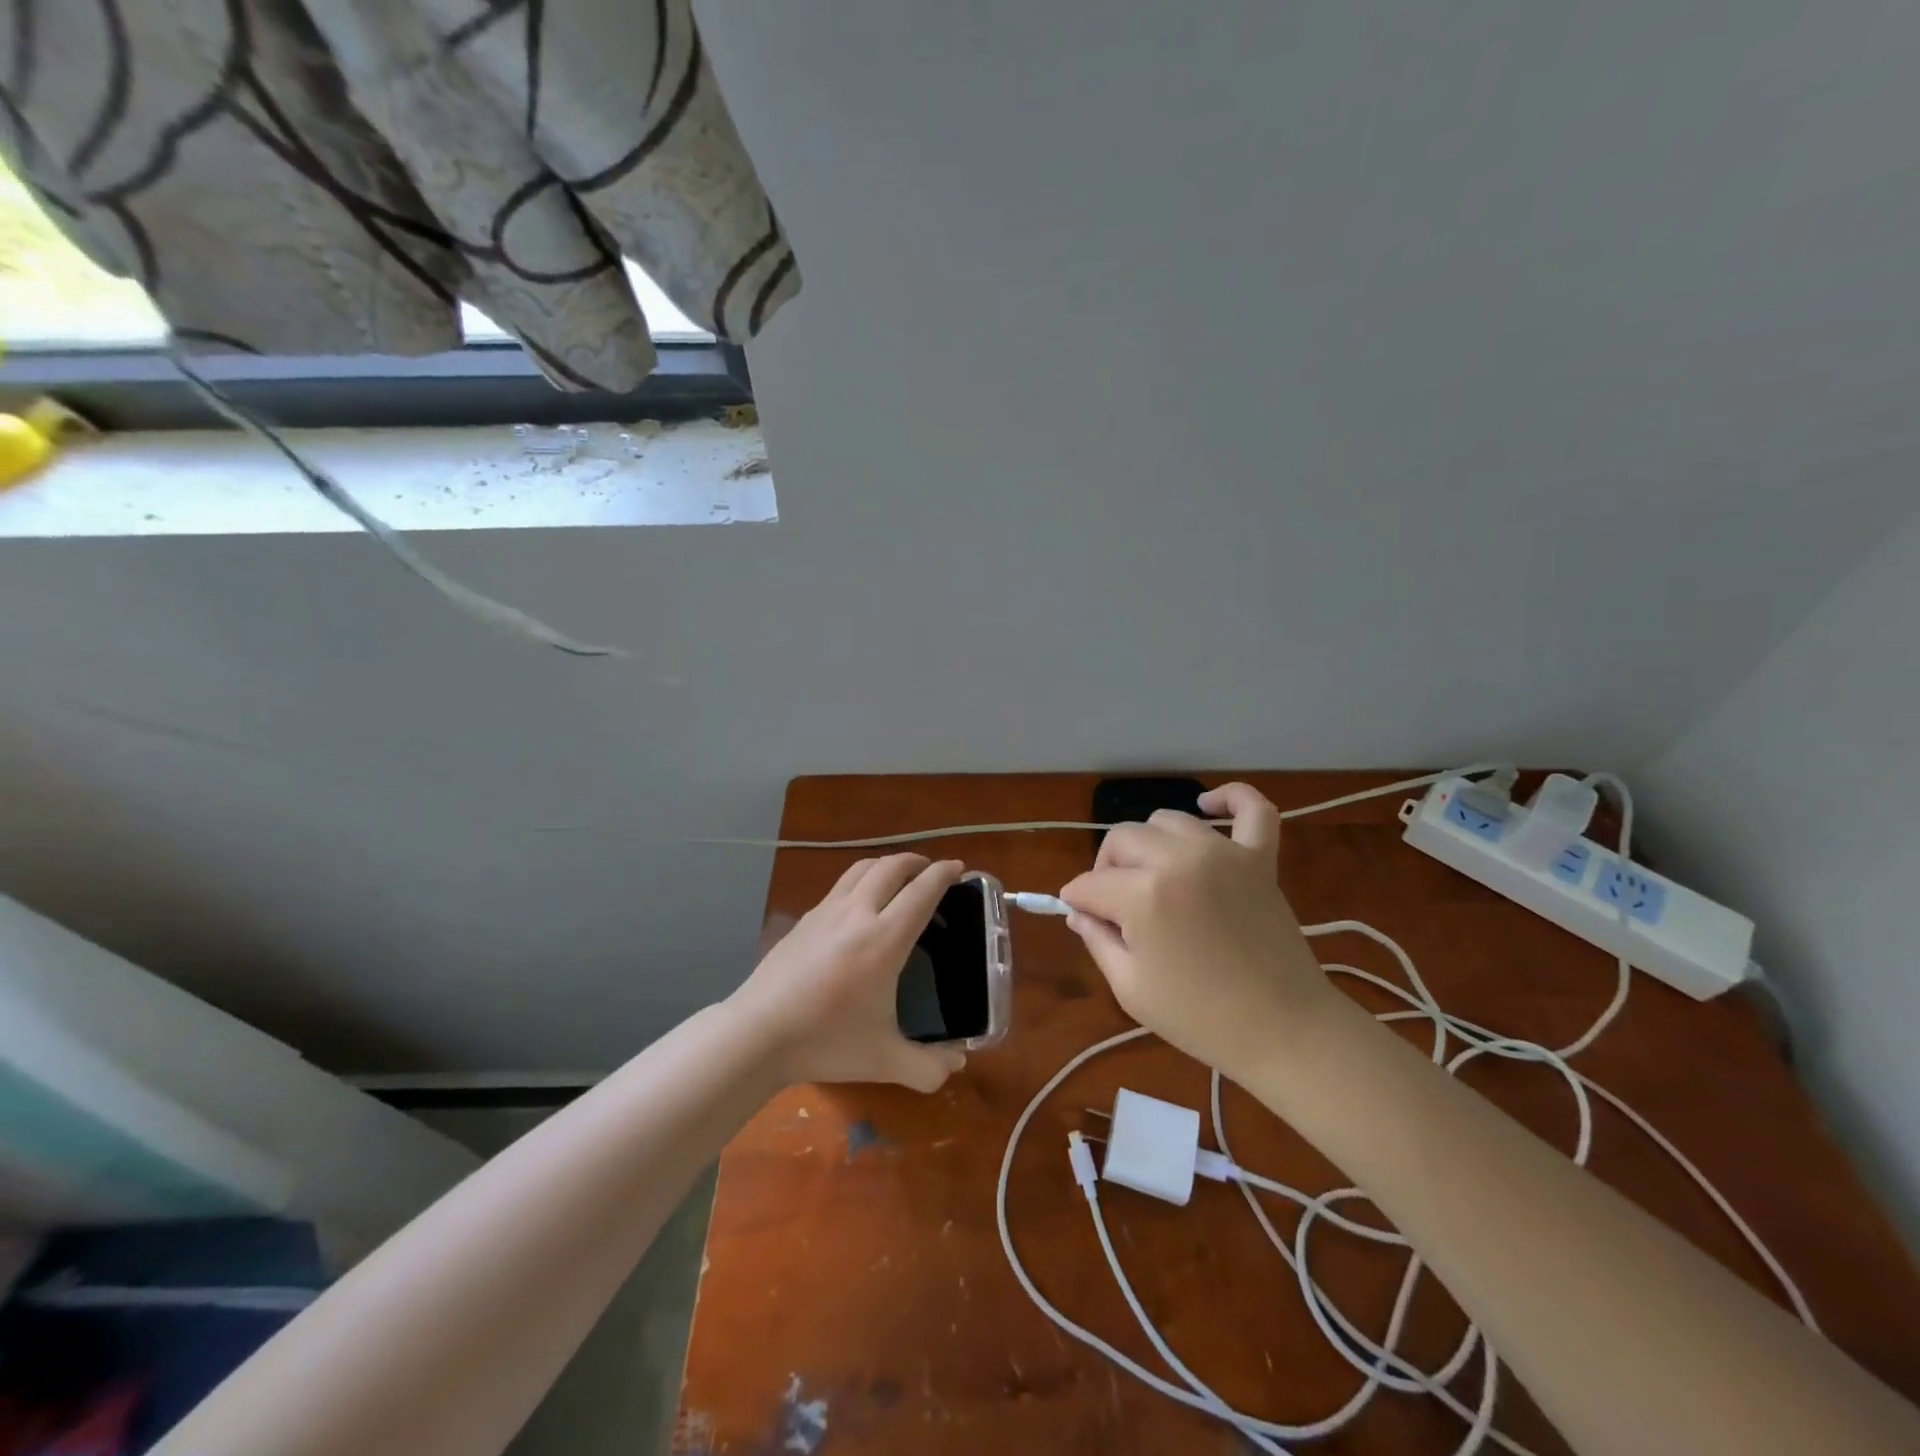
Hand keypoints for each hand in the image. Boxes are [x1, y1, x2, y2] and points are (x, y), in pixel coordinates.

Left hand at [727, 854, 969, 1092]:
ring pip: (862, 868)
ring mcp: (827, 911)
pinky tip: (859, 905)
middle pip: (892, 867)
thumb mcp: (884, 1061)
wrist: (757, 1033)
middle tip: (931, 872)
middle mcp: (858, 913)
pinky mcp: (805, 919)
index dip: (944, 874)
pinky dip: (861, 880)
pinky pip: (841, 885)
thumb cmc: (826, 1042)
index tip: (958, 867)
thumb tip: (958, 1063)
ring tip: (898, 877)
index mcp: (885, 939)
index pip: (922, 891)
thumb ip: (927, 1066)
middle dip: (916, 862)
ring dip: (887, 864)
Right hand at [1059, 783, 1334, 1077]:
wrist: (1283, 1030)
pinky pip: (1251, 808)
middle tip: (1115, 906)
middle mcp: (1179, 860)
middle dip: (1106, 870)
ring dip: (1149, 844)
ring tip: (1154, 877)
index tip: (1083, 919)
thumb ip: (1096, 940)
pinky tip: (1209, 806)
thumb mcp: (1130, 988)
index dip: (1078, 903)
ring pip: (1167, 821)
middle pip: (1121, 840)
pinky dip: (1230, 798)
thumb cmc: (1200, 1018)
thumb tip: (1078, 910)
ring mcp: (1224, 853)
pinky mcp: (1259, 858)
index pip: (1089, 884)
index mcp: (1144, 896)